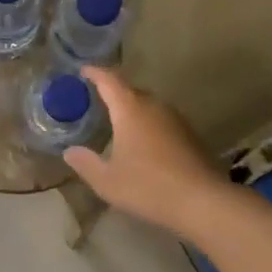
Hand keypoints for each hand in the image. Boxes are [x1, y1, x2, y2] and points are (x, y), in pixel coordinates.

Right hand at [64, 66, 229, 228]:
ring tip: (118, 123)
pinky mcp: (189, 134)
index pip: (109, 80)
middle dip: (114, 93)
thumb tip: (70, 152)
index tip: (83, 70)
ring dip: (133, 110)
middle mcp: (154, 106)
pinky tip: (143, 144)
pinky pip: (161, 120)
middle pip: (131, 90)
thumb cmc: (148, 186)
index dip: (95, 73)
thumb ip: (86, 163)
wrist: (202, 201)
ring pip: (148, 105)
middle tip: (97, 100)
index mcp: (130, 109)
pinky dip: (148, 125)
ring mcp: (175, 119)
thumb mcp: (107, 181)